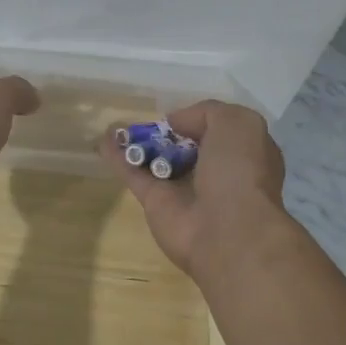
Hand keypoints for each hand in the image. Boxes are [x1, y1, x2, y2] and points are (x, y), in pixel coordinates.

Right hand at [102, 101, 292, 281]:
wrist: (229, 232)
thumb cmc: (239, 172)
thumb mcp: (237, 124)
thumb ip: (206, 112)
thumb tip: (174, 123)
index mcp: (242, 154)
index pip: (219, 131)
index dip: (199, 120)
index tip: (180, 114)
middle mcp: (214, 172)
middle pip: (184, 145)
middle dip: (167, 132)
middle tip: (147, 120)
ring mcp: (183, 189)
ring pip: (156, 159)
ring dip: (137, 143)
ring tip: (116, 124)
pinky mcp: (156, 203)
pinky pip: (133, 173)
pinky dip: (117, 157)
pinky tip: (103, 139)